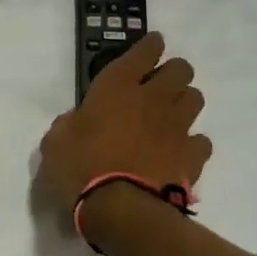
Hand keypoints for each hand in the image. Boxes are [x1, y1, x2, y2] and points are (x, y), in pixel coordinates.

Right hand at [37, 32, 211, 217]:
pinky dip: (192, 143)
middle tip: (159, 86)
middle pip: (180, 69)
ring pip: (195, 98)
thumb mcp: (55, 142)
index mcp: (116, 87)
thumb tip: (78, 121)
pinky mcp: (192, 155)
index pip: (144, 51)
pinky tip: (179, 152)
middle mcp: (152, 98)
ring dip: (184, 103)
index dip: (150, 46)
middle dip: (172, 72)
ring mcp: (177, 126)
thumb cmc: (79, 169)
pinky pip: (201, 140)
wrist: (121, 209)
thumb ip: (69, 124)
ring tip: (170, 117)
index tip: (152, 46)